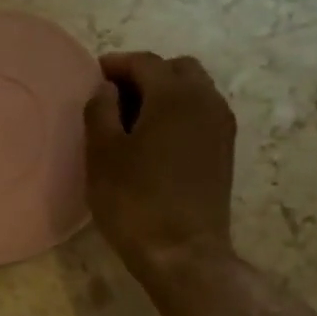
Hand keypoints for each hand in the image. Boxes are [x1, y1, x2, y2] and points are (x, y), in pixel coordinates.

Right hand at [83, 53, 238, 271]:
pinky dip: (178, 113)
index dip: (116, 64)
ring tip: (133, 119)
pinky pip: (201, 114)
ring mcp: (221, 127)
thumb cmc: (134, 200)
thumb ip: (101, 110)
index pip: (145, 62)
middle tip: (114, 97)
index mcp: (174, 95)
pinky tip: (154, 140)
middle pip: (177, 70)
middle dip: (145, 75)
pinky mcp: (224, 151)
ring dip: (164, 94)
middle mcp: (206, 101)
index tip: (92, 76)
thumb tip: (107, 89)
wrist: (182, 252)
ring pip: (194, 91)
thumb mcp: (102, 153)